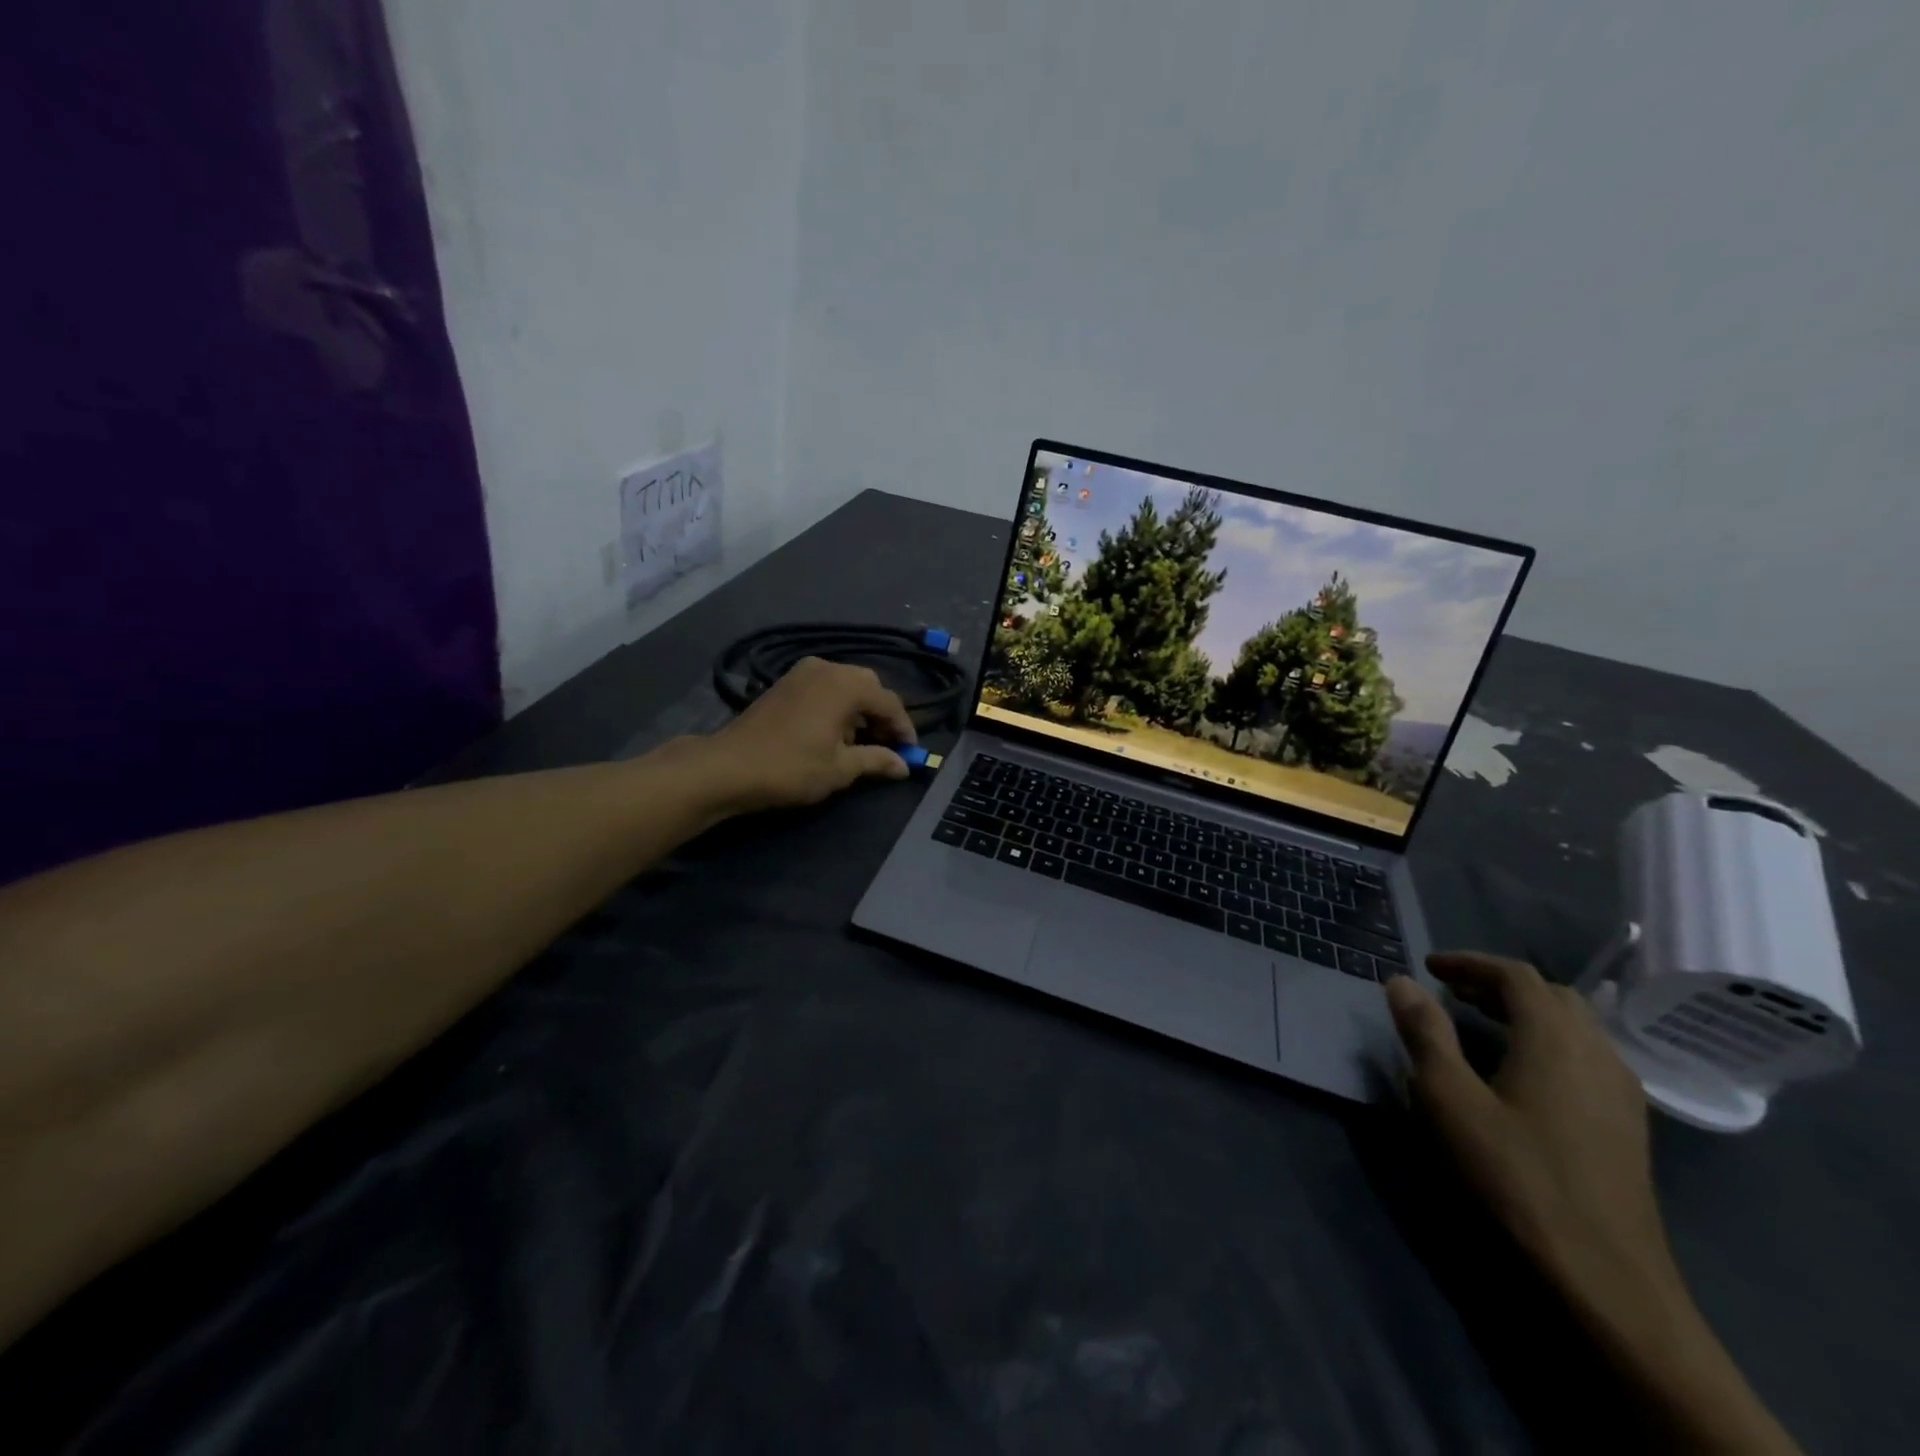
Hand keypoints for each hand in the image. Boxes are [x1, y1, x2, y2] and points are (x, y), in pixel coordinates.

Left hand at [704, 657, 916, 810]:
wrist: (729, 766)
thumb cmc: (791, 767)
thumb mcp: (840, 768)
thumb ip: (876, 761)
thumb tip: (904, 766)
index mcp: (846, 685)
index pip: (890, 702)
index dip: (904, 729)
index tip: (910, 753)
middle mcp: (828, 668)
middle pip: (869, 687)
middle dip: (881, 716)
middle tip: (885, 746)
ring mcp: (803, 671)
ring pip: (846, 685)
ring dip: (859, 710)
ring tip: (859, 743)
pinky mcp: (786, 682)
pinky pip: (825, 687)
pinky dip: (837, 705)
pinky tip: (833, 732)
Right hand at [1388, 956, 1802, 1453]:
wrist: (1604, 1276)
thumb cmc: (1515, 1175)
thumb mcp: (1449, 1099)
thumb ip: (1425, 1033)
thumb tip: (1402, 982)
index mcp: (1556, 1037)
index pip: (1515, 974)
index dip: (1469, 962)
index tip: (1428, 967)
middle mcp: (1597, 1052)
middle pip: (1551, 995)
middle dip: (1498, 984)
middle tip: (1451, 993)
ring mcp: (1621, 1091)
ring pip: (1574, 1027)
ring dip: (1525, 1013)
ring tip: (1479, 1026)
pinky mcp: (1627, 1125)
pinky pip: (1586, 1057)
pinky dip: (1547, 1042)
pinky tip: (1521, 1073)